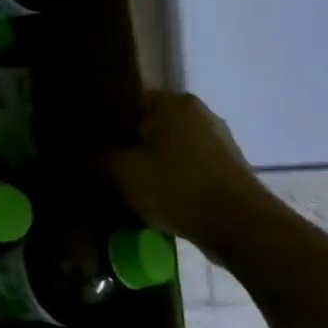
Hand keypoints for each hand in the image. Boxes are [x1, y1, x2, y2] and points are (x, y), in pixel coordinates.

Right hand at [103, 91, 275, 248]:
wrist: (242, 228)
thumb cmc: (177, 188)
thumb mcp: (123, 173)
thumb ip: (98, 158)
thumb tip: (85, 153)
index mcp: (171, 103)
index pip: (127, 99)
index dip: (105, 120)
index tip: (89, 140)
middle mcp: (197, 112)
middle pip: (149, 122)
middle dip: (128, 141)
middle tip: (103, 161)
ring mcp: (218, 138)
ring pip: (169, 144)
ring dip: (150, 159)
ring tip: (127, 181)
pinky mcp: (228, 165)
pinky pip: (187, 162)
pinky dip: (171, 174)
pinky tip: (156, 193)